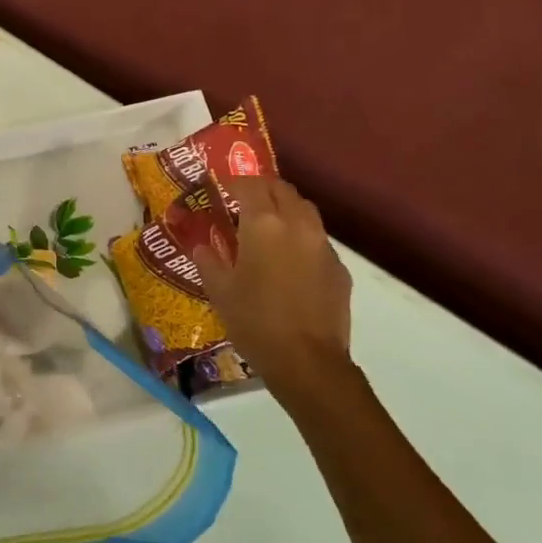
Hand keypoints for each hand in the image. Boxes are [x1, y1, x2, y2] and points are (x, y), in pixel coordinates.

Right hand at [191, 177, 353, 395]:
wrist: (307, 361)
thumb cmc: (255, 322)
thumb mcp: (220, 292)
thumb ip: (209, 262)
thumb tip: (202, 247)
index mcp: (264, 225)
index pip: (250, 185)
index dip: (234, 181)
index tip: (221, 186)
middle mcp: (297, 225)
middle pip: (282, 190)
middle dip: (262, 188)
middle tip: (244, 200)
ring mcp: (323, 246)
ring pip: (305, 210)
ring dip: (285, 208)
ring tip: (268, 226)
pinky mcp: (339, 268)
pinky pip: (317, 239)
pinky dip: (301, 237)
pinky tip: (289, 260)